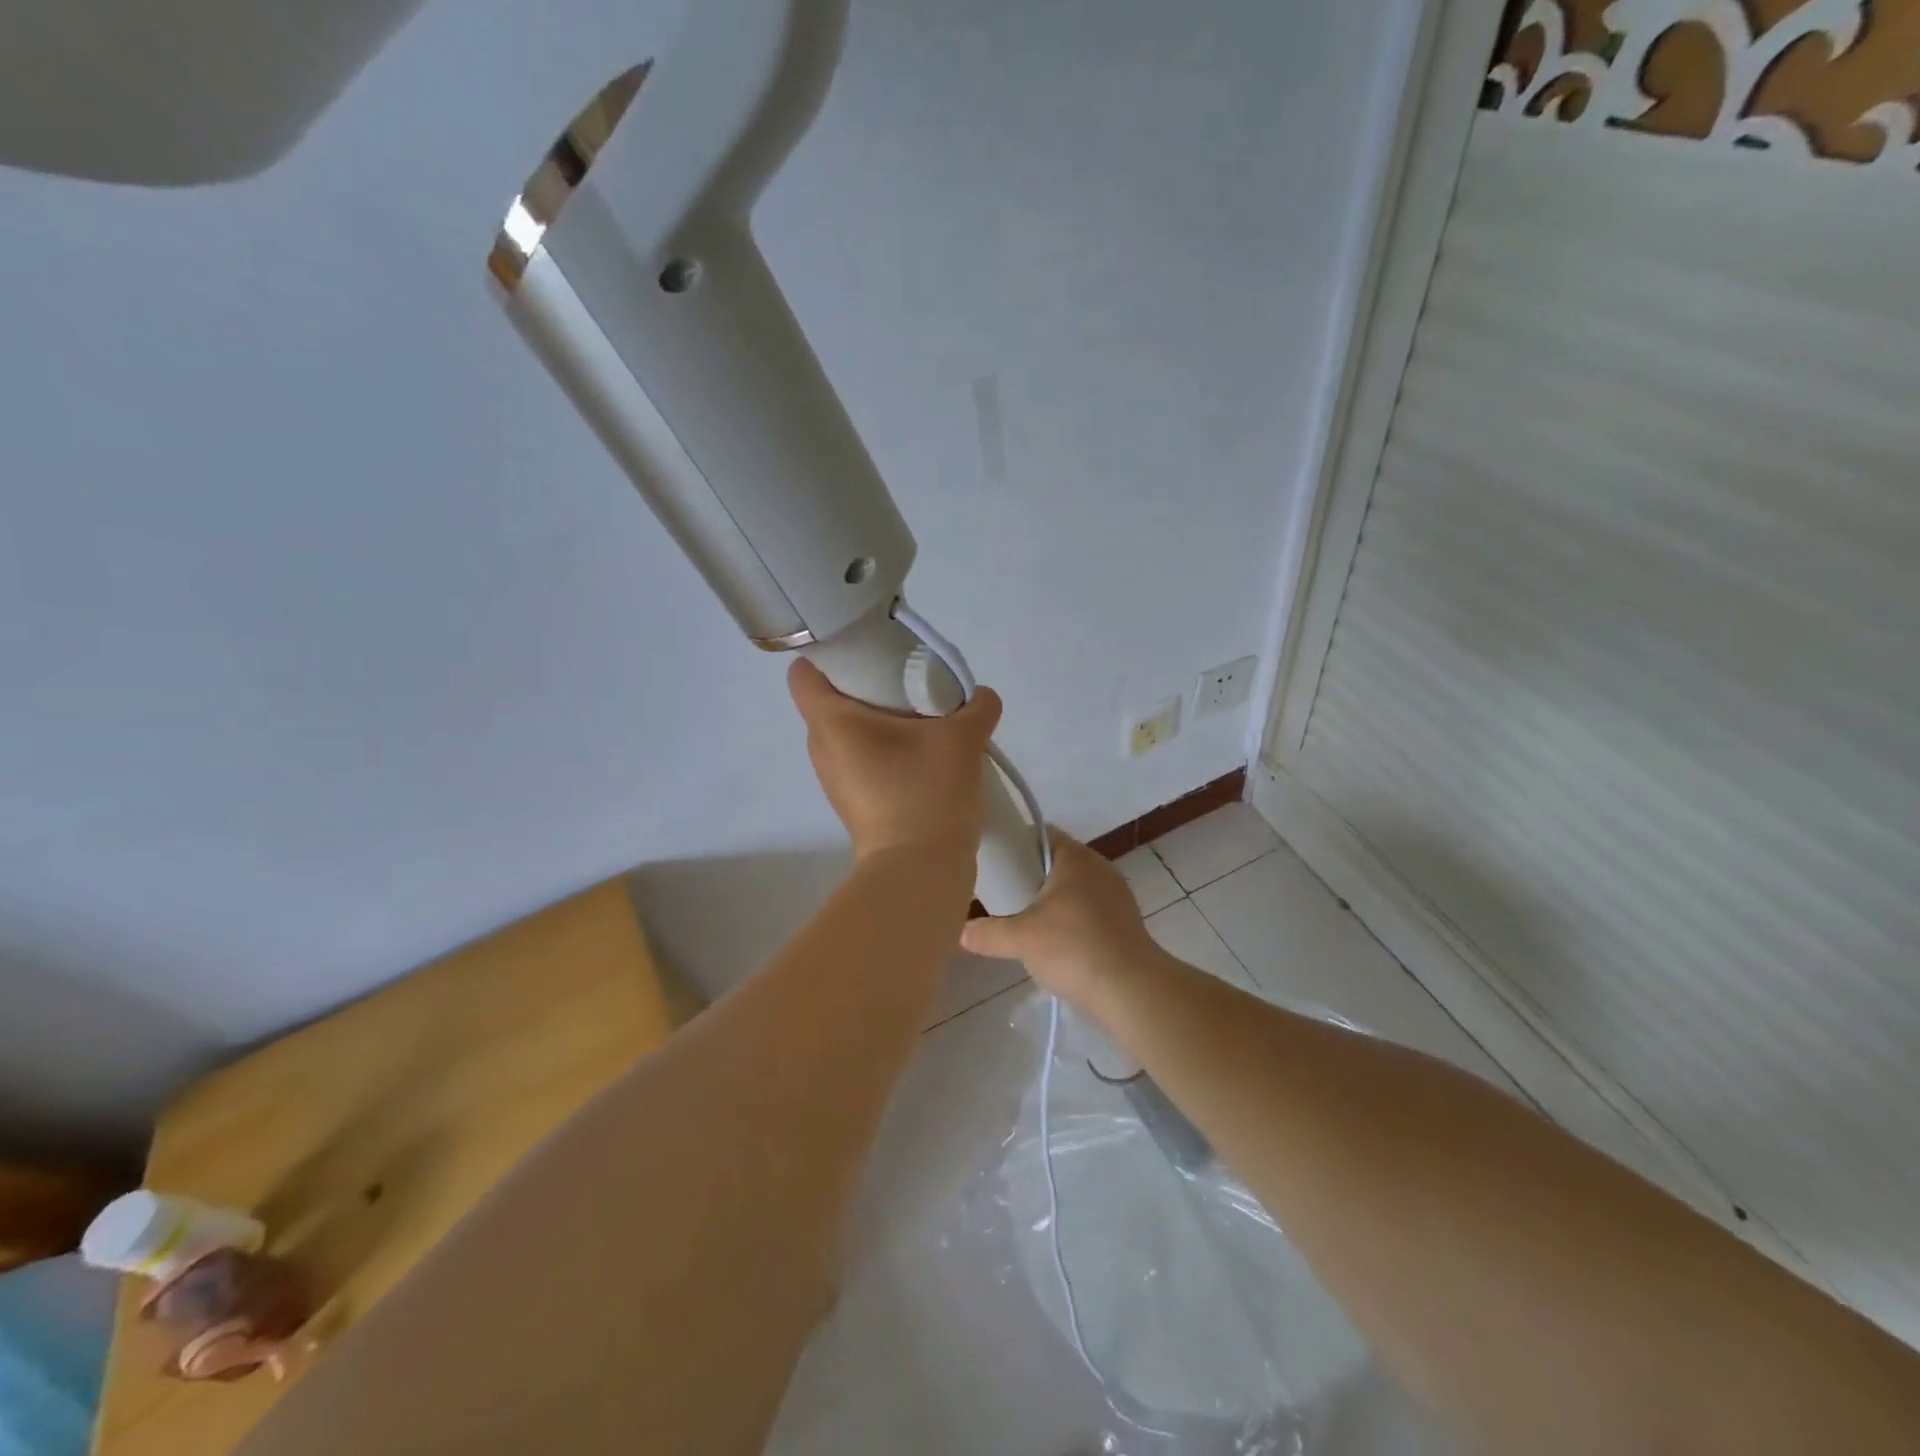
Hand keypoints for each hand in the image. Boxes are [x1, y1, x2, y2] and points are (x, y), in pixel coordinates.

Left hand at [788, 658, 1000, 862]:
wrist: (918, 871)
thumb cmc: (926, 793)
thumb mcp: (961, 741)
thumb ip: (976, 707)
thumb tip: (983, 697)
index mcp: (832, 722)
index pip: (804, 672)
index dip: (829, 655)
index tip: (868, 652)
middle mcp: (822, 747)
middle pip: (831, 699)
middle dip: (867, 685)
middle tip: (909, 682)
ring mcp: (834, 778)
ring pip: (849, 731)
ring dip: (880, 721)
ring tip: (922, 721)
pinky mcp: (853, 801)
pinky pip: (861, 758)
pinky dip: (885, 749)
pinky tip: (922, 756)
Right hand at [960, 830, 1164, 1013]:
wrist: (1131, 990)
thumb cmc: (1073, 949)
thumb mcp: (1021, 939)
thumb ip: (987, 932)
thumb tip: (960, 932)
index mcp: (1076, 857)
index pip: (1040, 834)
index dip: (1016, 844)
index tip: (994, 863)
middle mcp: (1099, 867)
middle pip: (1056, 861)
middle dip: (1030, 876)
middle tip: (1002, 894)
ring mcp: (1116, 894)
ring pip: (1074, 887)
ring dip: (1051, 900)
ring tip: (1024, 920)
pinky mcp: (1125, 921)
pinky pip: (1089, 910)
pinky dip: (1070, 919)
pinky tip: (1055, 942)